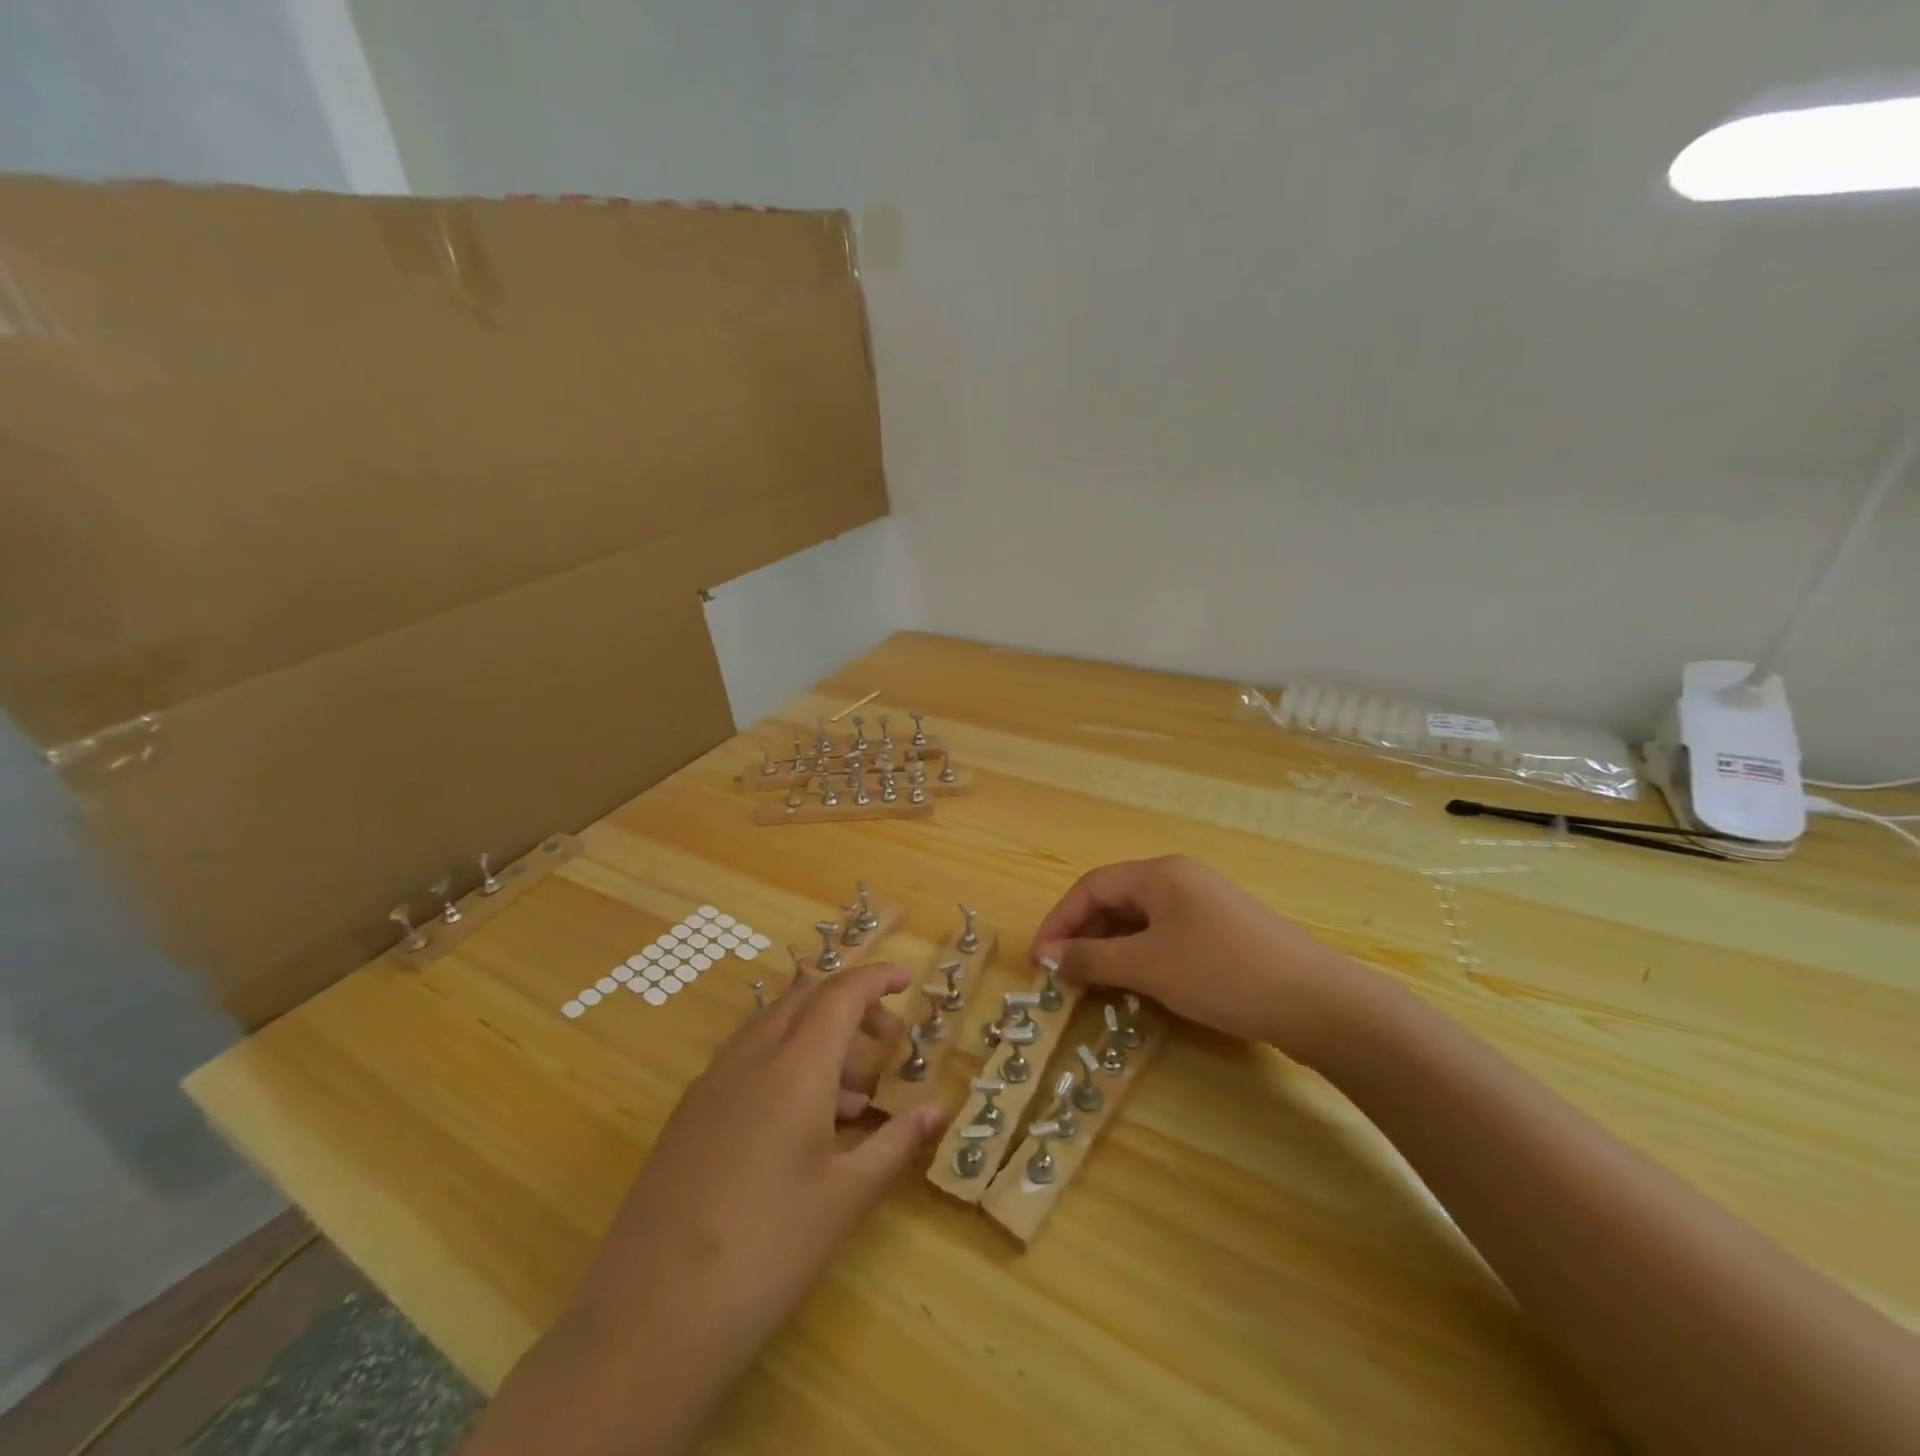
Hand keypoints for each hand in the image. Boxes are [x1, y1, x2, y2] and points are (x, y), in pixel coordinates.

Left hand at [469, 962, 944, 1455]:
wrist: (650, 1320)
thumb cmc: (768, 1252)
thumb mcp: (846, 1197)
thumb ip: (896, 1142)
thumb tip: (938, 1109)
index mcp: (795, 1065)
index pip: (842, 992)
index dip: (877, 978)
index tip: (907, 979)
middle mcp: (751, 1056)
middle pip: (806, 998)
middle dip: (852, 1005)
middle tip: (887, 1040)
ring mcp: (712, 1082)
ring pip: (775, 1026)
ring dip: (819, 1036)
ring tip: (854, 1099)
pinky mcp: (689, 1113)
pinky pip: (748, 1059)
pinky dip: (785, 1062)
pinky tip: (802, 1124)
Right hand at [1031, 855, 1375, 1064]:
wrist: (1317, 1002)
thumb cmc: (1222, 973)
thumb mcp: (1149, 967)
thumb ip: (1093, 958)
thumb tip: (1049, 957)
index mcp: (1160, 873)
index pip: (1091, 886)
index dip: (1058, 921)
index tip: (1039, 961)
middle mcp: (1179, 879)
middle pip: (1115, 899)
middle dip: (1083, 935)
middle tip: (1062, 976)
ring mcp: (1204, 904)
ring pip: (1140, 920)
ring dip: (1110, 948)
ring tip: (1093, 984)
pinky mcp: (1222, 931)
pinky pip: (1165, 935)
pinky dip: (1141, 956)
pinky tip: (1137, 984)